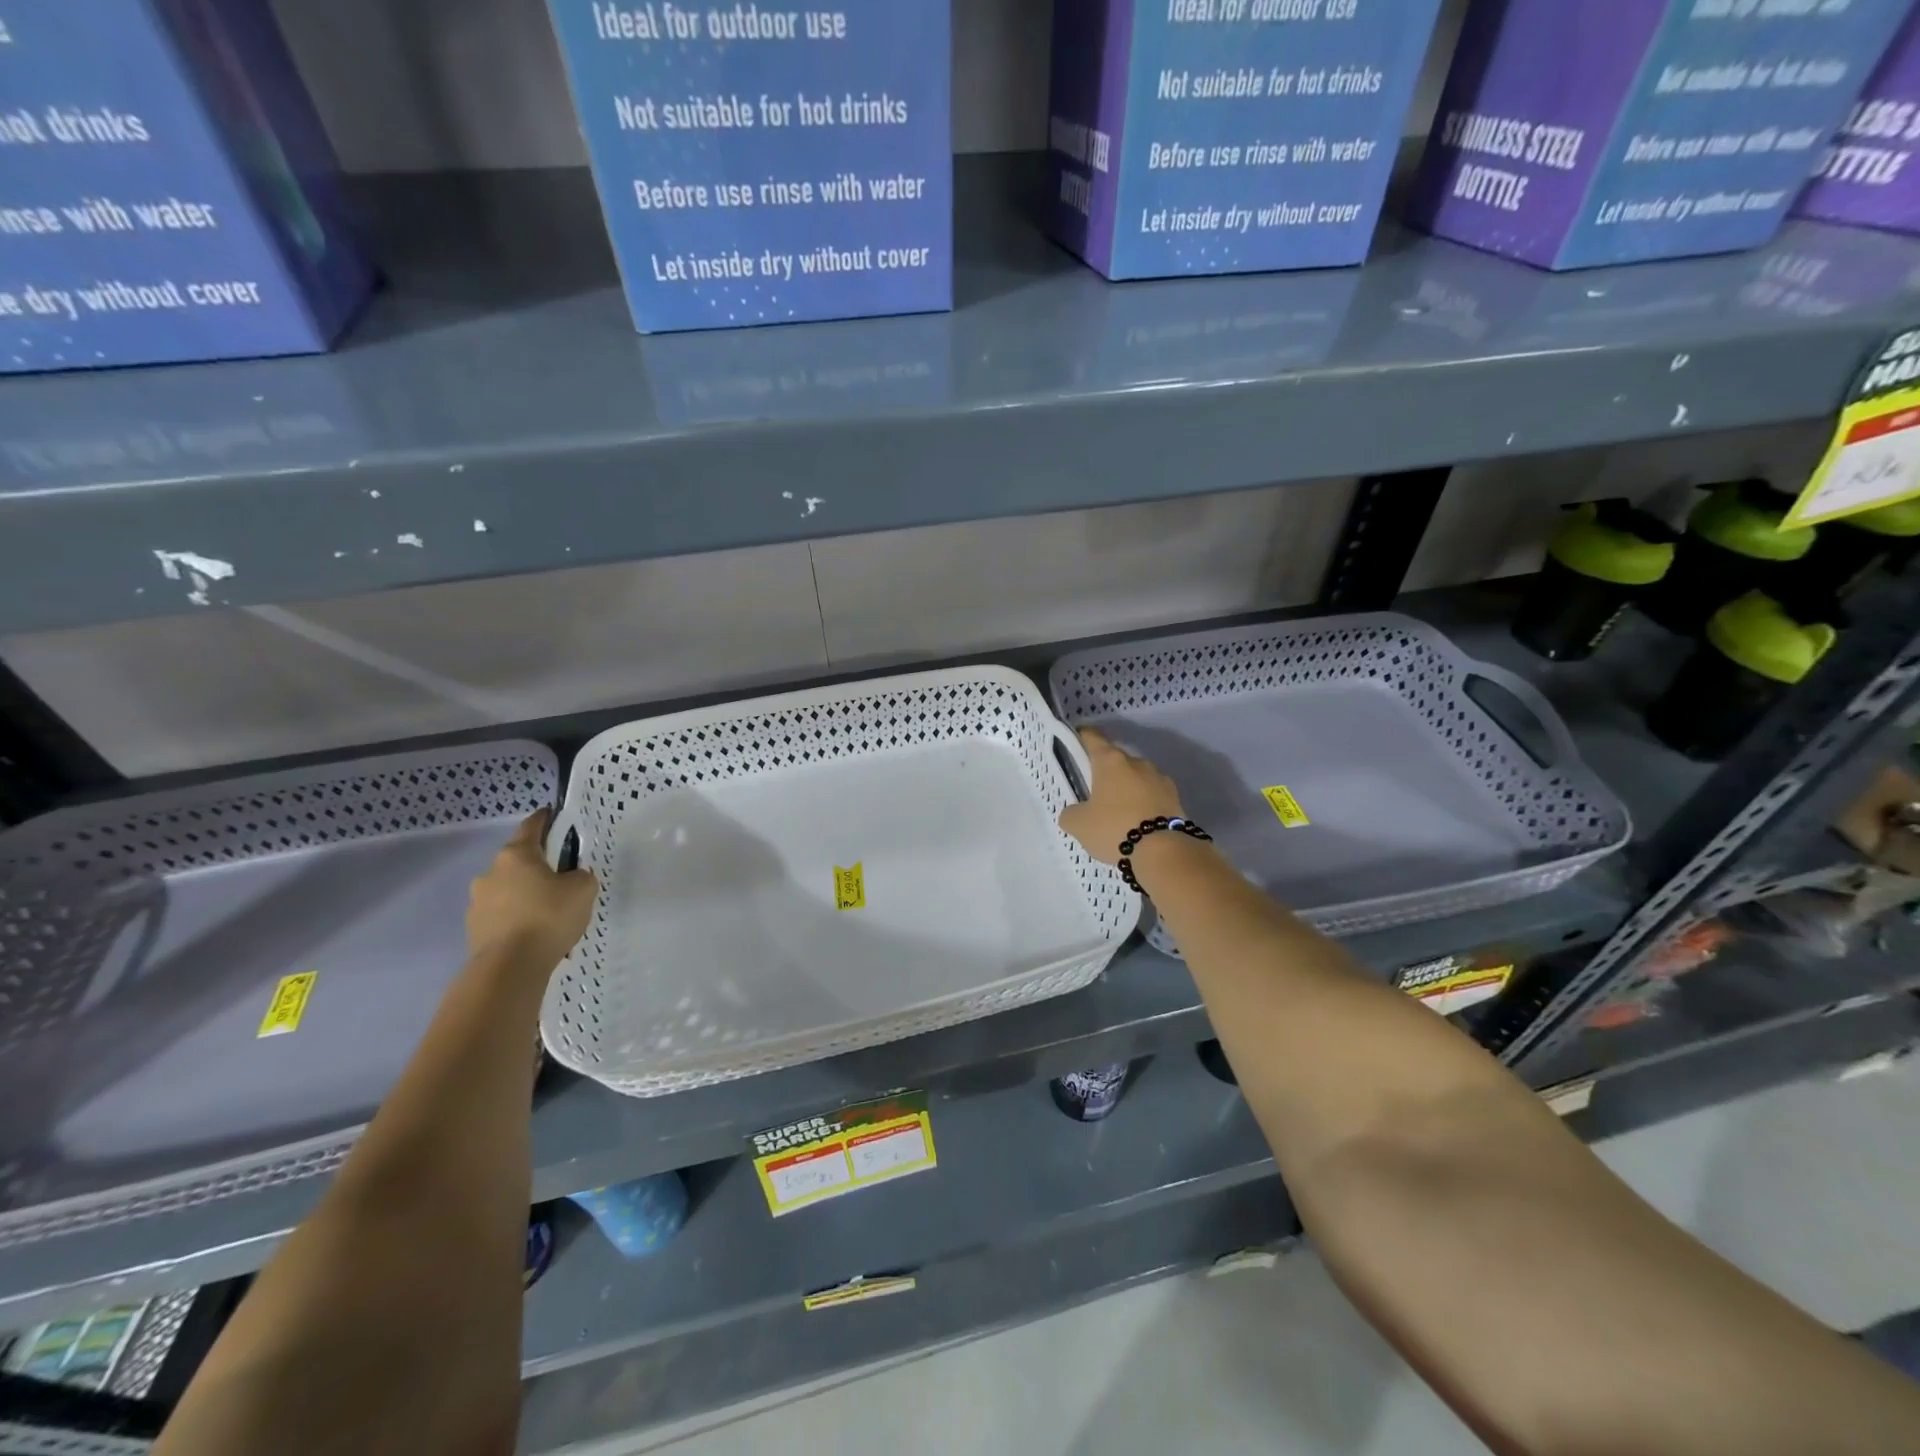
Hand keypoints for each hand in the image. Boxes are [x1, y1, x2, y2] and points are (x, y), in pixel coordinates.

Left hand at [467, 810, 598, 966]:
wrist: (510, 966)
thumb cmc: (549, 916)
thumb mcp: (583, 888)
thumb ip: (579, 876)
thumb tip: (570, 878)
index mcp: (516, 855)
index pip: (532, 826)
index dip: (545, 819)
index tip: (554, 814)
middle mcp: (491, 873)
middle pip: (519, 862)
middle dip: (538, 868)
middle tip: (562, 881)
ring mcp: (478, 902)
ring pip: (510, 891)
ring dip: (527, 897)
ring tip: (550, 918)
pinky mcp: (475, 929)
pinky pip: (503, 917)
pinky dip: (519, 921)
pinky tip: (537, 937)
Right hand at [1059, 728, 1185, 865]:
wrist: (1163, 851)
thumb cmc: (1114, 827)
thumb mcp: (1079, 824)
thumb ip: (1071, 814)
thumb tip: (1073, 812)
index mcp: (1110, 761)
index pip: (1093, 738)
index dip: (1083, 737)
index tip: (1077, 739)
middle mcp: (1137, 763)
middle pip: (1117, 760)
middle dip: (1106, 773)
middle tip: (1095, 792)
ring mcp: (1160, 779)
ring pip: (1137, 778)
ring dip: (1128, 789)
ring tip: (1119, 813)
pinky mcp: (1176, 799)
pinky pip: (1153, 796)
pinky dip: (1144, 805)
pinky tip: (1138, 823)